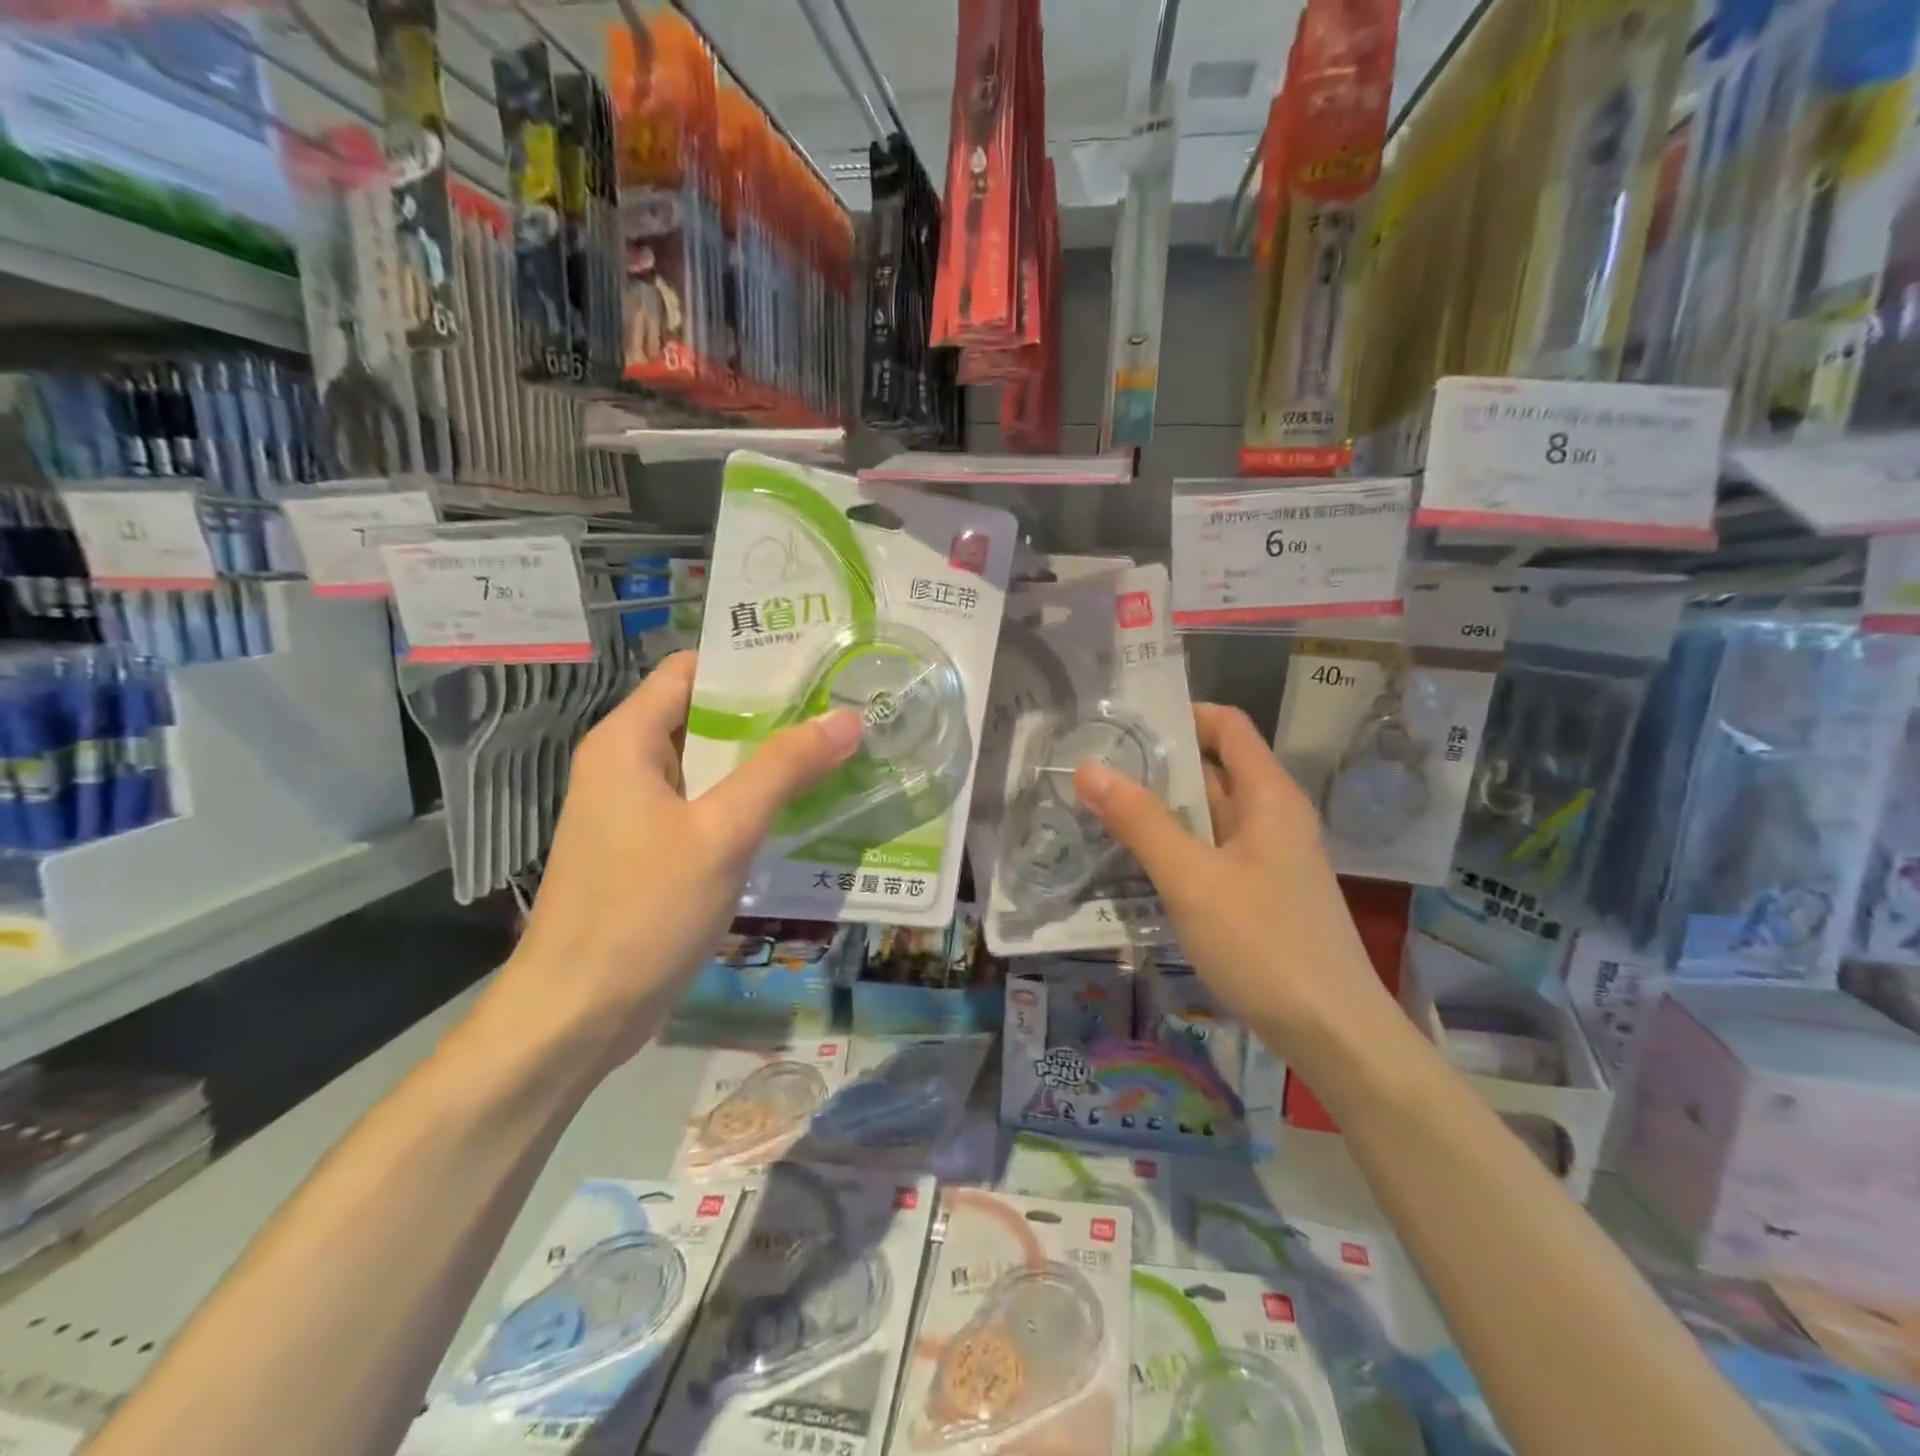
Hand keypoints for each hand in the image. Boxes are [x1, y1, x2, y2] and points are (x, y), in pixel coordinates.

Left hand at [489, 653, 863, 1068]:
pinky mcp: (655, 851)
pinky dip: (752, 804)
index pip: (693, 671)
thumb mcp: (722, 833)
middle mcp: (629, 765)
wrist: (577, 1016)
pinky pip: (710, 809)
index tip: (816, 665)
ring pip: (713, 767)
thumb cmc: (642, 911)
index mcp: (628, 741)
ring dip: (768, 762)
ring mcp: (641, 812)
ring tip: (838, 752)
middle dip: (773, 715)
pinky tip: (804, 811)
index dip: (751, 663)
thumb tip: (845, 718)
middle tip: (843, 710)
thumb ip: (784, 770)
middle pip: (707, 717)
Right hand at [1073, 704, 1393, 1053]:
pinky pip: (1215, 850)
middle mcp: (1274, 816)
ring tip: (1104, 807)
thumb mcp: (1191, 879)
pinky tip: (1140, 861)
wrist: (1333, 1032)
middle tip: (1097, 766)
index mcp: (1269, 797)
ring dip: (1164, 808)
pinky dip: (1179, 844)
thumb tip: (1089, 769)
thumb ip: (1140, 822)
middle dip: (1159, 763)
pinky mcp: (1263, 892)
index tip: (1124, 723)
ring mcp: (1270, 857)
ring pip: (1212, 814)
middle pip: (1215, 768)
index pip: (1227, 726)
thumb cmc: (1263, 944)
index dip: (1181, 714)